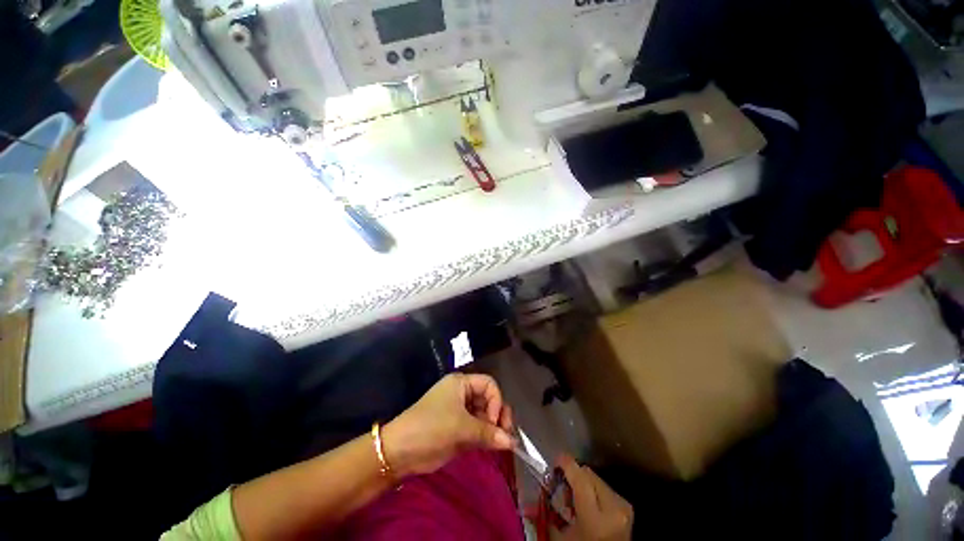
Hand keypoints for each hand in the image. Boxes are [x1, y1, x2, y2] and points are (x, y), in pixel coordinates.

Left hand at [382, 373, 514, 476]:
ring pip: (485, 416)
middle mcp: (462, 394)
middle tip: (505, 435)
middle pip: (489, 400)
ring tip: (500, 444)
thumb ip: (488, 433)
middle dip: (498, 415)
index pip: (489, 385)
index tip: (493, 422)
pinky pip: (478, 429)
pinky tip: (492, 447)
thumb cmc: (431, 428)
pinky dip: (486, 437)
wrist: (400, 452)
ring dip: (494, 428)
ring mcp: (460, 412)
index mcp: (461, 383)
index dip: (496, 401)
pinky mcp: (458, 429)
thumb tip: (513, 442)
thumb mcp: (461, 428)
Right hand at [556, 455, 633, 540]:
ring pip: (597, 479)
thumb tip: (536, 495)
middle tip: (561, 483)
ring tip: (574, 497)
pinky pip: (605, 488)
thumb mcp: (561, 539)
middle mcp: (613, 507)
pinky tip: (587, 503)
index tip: (556, 459)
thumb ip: (549, 514)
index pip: (580, 478)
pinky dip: (594, 490)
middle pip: (588, 474)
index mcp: (596, 518)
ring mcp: (623, 507)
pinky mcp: (627, 508)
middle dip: (573, 474)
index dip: (566, 464)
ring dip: (583, 482)